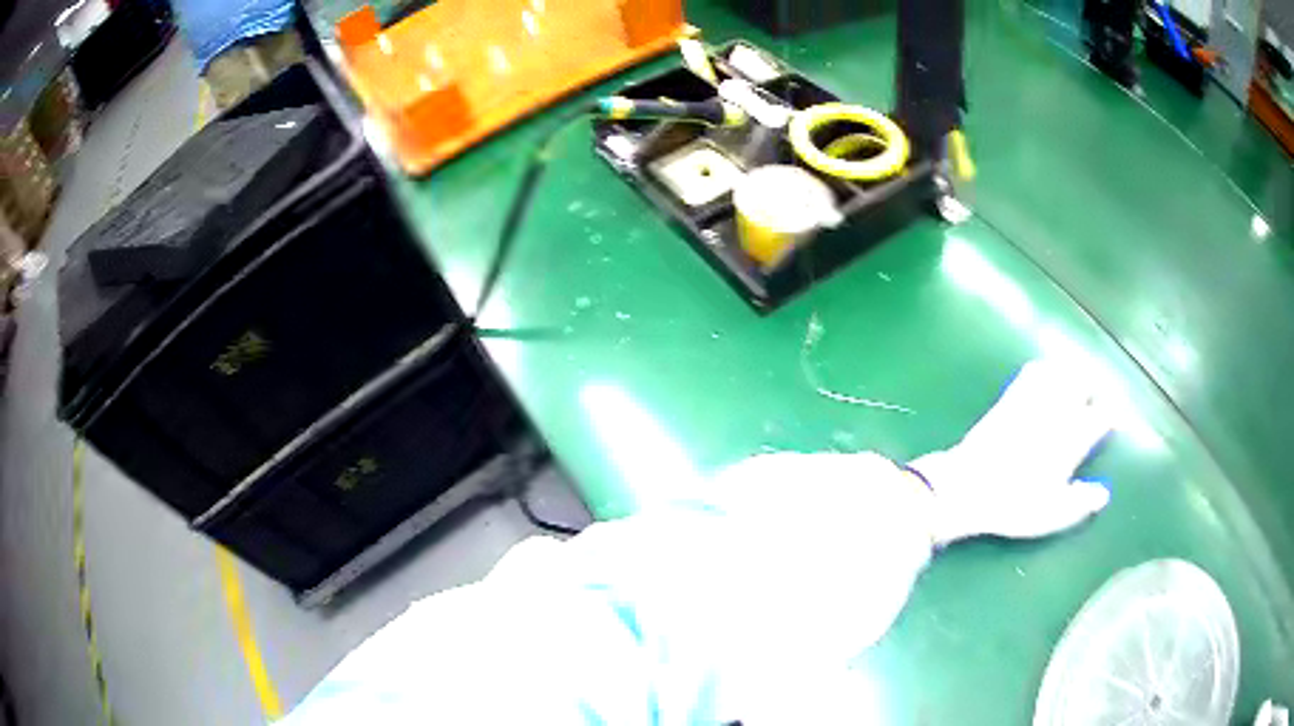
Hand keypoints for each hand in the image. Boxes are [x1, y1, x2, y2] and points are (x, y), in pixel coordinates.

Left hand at [909, 359, 1113, 545]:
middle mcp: (1057, 411)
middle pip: (1084, 382)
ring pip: (1060, 371)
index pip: (1102, 415)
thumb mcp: (1052, 514)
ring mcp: (1032, 400)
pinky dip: (1045, 369)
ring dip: (1072, 373)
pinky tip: (1046, 374)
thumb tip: (1104, 494)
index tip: (1114, 420)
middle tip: (1096, 396)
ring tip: (1077, 381)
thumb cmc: (1014, 504)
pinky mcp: (1009, 398)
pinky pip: (1033, 371)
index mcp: (1073, 438)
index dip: (1112, 415)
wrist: (966, 486)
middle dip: (1093, 386)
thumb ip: (1081, 502)